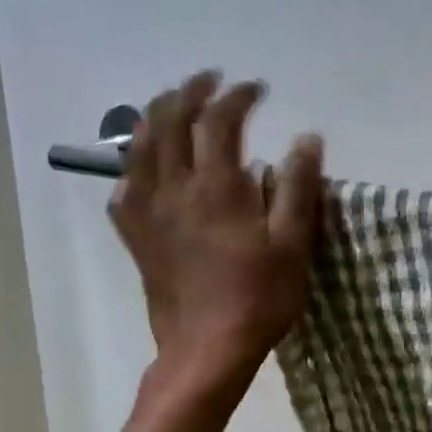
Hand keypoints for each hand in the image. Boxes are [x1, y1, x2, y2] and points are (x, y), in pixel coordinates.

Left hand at [109, 71, 323, 388]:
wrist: (206, 349)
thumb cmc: (258, 299)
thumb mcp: (292, 244)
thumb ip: (298, 187)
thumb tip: (307, 139)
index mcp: (216, 186)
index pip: (220, 119)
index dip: (238, 96)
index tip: (257, 89)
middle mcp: (173, 188)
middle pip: (170, 119)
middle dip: (190, 91)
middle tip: (210, 81)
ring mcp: (147, 211)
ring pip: (140, 146)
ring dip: (157, 116)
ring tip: (174, 107)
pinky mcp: (135, 236)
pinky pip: (124, 188)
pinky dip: (135, 166)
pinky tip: (147, 169)